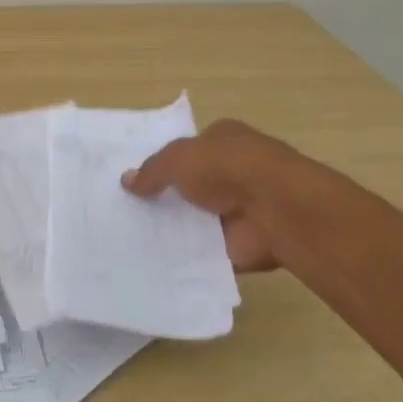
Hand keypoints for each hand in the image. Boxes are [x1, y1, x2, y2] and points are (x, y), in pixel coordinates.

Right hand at [120, 119, 288, 273]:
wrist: (276, 210)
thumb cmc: (227, 168)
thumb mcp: (177, 159)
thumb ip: (152, 171)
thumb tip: (126, 181)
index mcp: (224, 140)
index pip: (191, 148)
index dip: (165, 162)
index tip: (137, 179)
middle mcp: (235, 171)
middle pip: (193, 184)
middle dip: (168, 196)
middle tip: (129, 210)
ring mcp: (241, 209)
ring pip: (199, 217)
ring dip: (177, 227)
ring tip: (134, 237)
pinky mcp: (242, 243)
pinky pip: (207, 250)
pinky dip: (189, 256)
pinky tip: (157, 262)